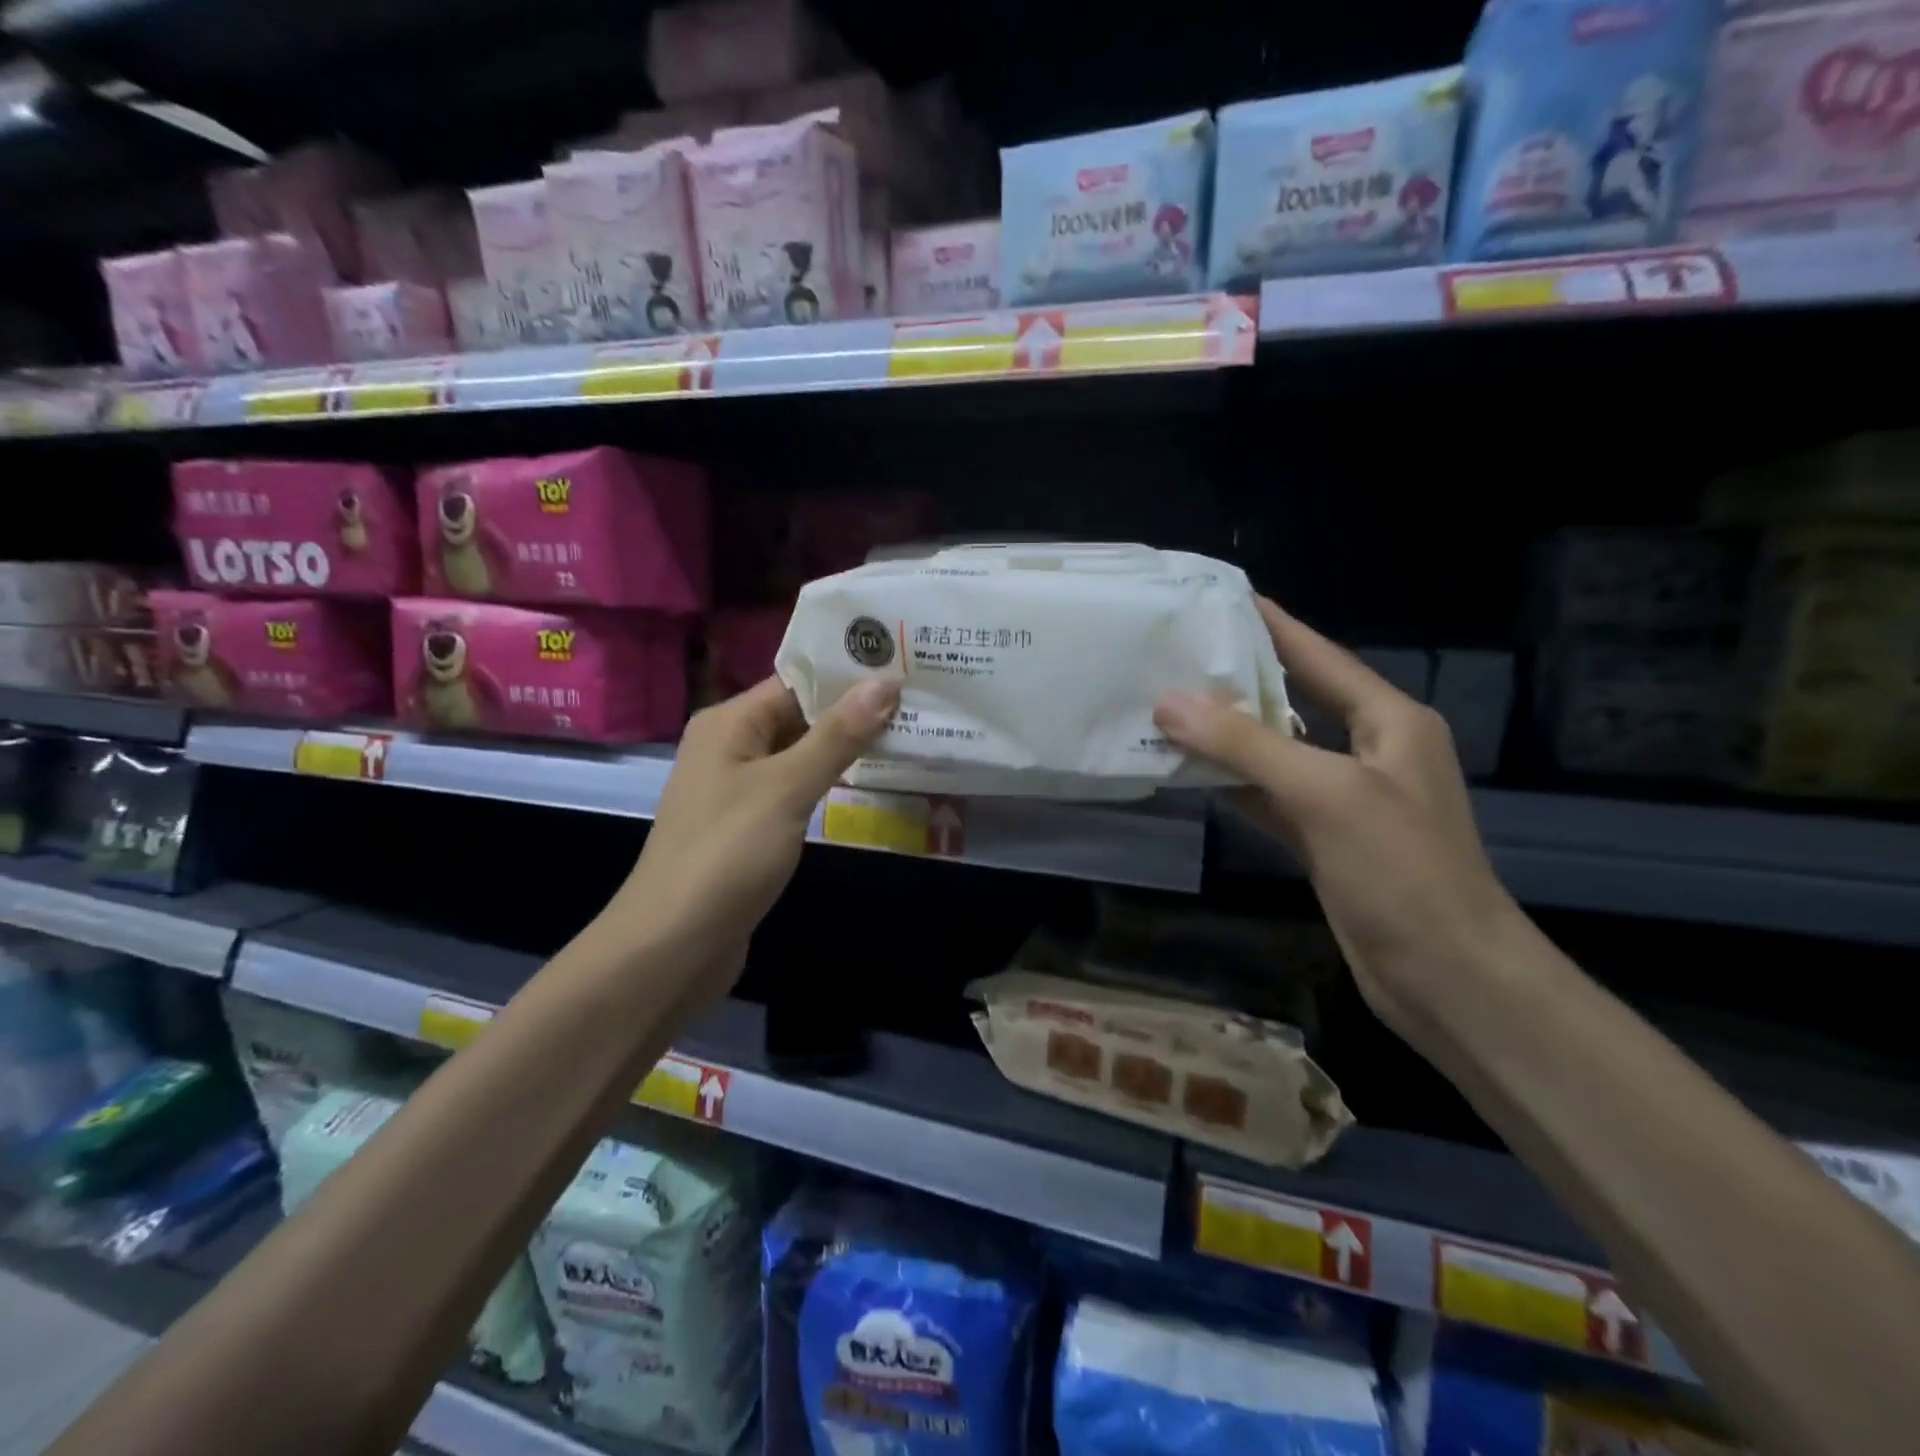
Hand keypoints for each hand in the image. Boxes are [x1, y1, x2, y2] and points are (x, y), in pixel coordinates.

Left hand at [608, 676, 898, 996]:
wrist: (674, 945)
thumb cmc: (727, 854)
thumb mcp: (786, 788)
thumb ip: (837, 736)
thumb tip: (885, 682)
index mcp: (729, 723)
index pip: (796, 681)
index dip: (848, 674)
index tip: (904, 664)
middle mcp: (731, 747)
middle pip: (800, 716)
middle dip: (855, 711)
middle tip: (920, 699)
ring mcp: (740, 789)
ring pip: (802, 755)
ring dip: (848, 748)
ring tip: (911, 732)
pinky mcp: (751, 826)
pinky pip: (797, 790)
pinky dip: (831, 783)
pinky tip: (874, 781)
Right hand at [1154, 599, 1523, 1037]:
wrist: (1448, 977)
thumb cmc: (1401, 871)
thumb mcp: (1324, 794)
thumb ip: (1246, 744)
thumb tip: (1170, 702)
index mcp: (1389, 721)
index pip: (1321, 657)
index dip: (1273, 626)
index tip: (1222, 599)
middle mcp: (1369, 751)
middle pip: (1294, 700)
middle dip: (1238, 680)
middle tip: (1177, 654)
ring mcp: (1346, 799)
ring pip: (1276, 752)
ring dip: (1227, 735)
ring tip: (1167, 705)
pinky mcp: (1325, 840)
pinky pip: (1270, 796)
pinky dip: (1233, 783)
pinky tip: (1190, 771)